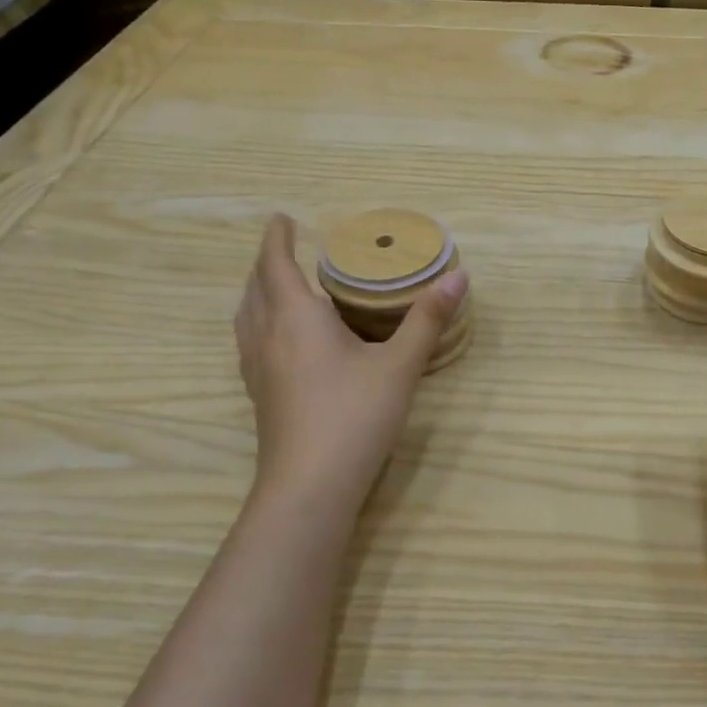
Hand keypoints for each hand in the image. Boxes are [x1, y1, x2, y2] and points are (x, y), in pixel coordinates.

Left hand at [235, 214, 465, 516]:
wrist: (309, 488)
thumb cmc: (354, 416)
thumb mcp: (400, 365)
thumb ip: (427, 320)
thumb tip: (459, 278)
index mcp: (296, 318)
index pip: (276, 264)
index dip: (277, 238)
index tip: (282, 217)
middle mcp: (268, 336)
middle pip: (256, 288)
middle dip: (268, 263)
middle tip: (288, 249)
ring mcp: (257, 369)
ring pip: (247, 317)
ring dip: (259, 293)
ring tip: (280, 287)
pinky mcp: (260, 395)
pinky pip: (251, 342)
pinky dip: (260, 323)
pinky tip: (282, 341)